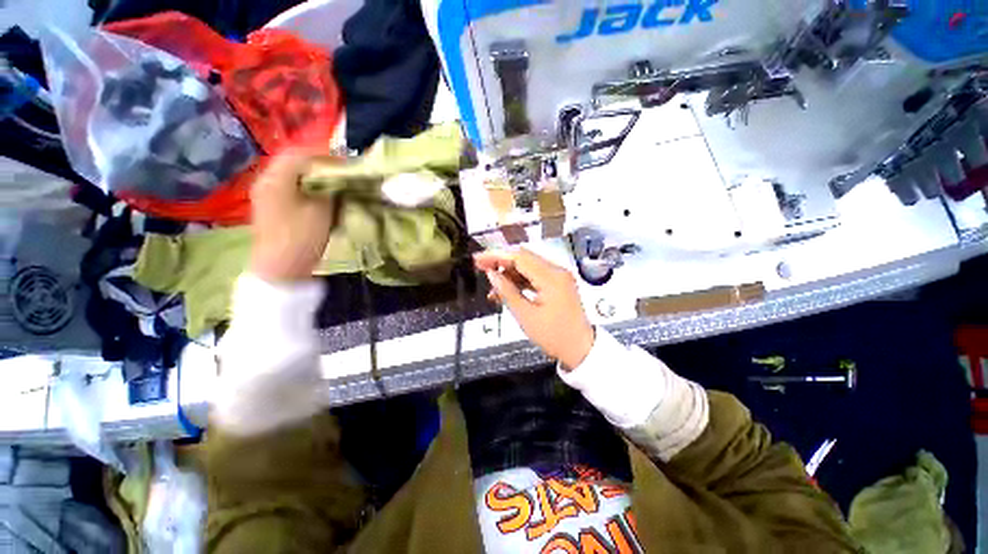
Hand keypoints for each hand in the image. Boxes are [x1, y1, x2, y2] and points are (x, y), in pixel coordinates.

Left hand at [251, 150, 335, 281]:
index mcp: (276, 178)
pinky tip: (317, 192)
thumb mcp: (322, 210)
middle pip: (292, 160)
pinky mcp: (269, 205)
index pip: (300, 153)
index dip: (325, 154)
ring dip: (310, 172)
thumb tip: (339, 176)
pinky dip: (304, 183)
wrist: (280, 268)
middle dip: (317, 162)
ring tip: (331, 179)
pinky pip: (287, 184)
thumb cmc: (302, 238)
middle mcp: (266, 180)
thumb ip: (330, 188)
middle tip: (339, 169)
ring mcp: (265, 192)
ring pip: (290, 172)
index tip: (346, 162)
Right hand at [475, 249, 594, 369]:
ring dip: (509, 273)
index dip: (497, 256)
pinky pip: (535, 276)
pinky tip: (506, 290)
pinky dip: (519, 281)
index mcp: (552, 277)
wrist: (580, 349)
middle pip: (524, 258)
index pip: (520, 257)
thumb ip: (507, 292)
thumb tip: (491, 274)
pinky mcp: (558, 284)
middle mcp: (557, 271)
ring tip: (492, 285)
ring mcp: (559, 277)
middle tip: (481, 268)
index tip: (478, 259)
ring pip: (528, 266)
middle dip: (501, 262)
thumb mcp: (526, 316)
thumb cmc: (554, 336)